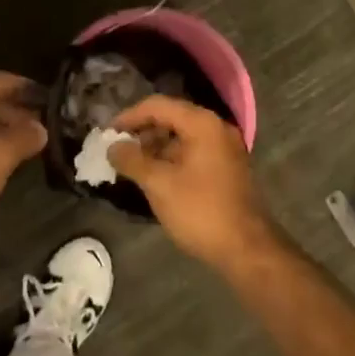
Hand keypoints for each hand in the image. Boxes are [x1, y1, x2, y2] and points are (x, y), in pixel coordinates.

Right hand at [108, 95, 278, 268]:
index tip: (107, 134)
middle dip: (141, 132)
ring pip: (182, 136)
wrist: (247, 249)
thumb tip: (112, 147)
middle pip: (171, 117)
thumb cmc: (200, 211)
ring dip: (155, 147)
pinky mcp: (226, 167)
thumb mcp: (159, 184)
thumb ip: (132, 160)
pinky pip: (192, 151)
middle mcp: (216, 128)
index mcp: (202, 124)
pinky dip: (171, 158)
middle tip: (117, 150)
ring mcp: (224, 148)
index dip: (129, 116)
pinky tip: (154, 176)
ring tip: (131, 166)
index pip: (157, 106)